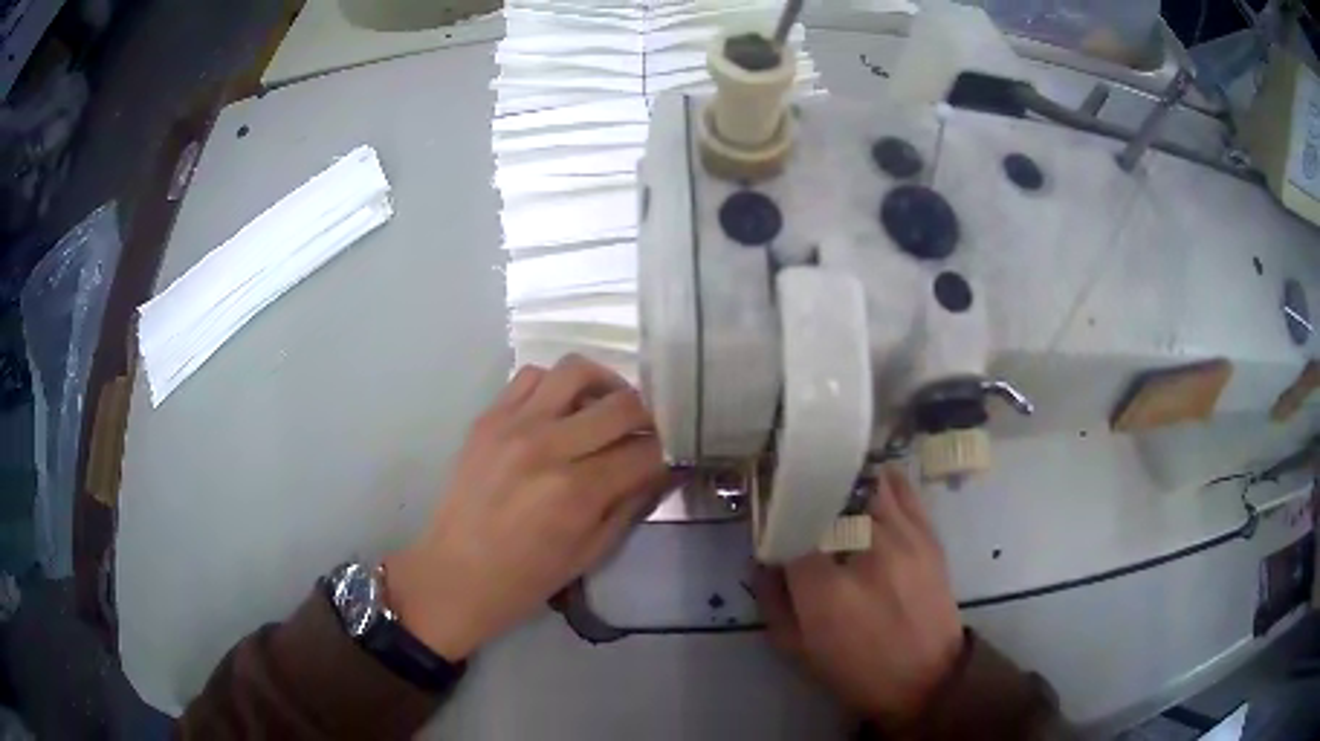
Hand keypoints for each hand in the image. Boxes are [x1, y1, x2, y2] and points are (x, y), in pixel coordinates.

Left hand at [384, 355, 670, 659]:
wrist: (455, 575)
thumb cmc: (526, 579)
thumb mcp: (591, 553)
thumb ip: (631, 505)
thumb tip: (663, 470)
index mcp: (578, 492)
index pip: (645, 451)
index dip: (664, 453)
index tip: (664, 458)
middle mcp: (548, 447)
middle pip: (621, 404)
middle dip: (645, 417)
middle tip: (643, 433)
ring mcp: (513, 425)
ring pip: (576, 370)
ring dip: (604, 386)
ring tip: (605, 408)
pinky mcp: (488, 418)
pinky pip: (531, 376)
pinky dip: (556, 386)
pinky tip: (560, 411)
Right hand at [754, 467, 963, 727]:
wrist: (926, 678)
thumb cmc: (855, 671)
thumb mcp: (796, 649)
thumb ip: (771, 599)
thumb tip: (762, 558)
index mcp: (825, 589)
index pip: (790, 529)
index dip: (776, 519)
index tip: (768, 518)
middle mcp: (865, 552)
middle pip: (829, 496)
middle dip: (808, 492)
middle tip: (797, 496)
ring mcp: (902, 538)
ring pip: (867, 483)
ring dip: (844, 481)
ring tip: (832, 485)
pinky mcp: (928, 535)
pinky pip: (903, 489)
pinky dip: (882, 480)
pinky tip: (867, 484)